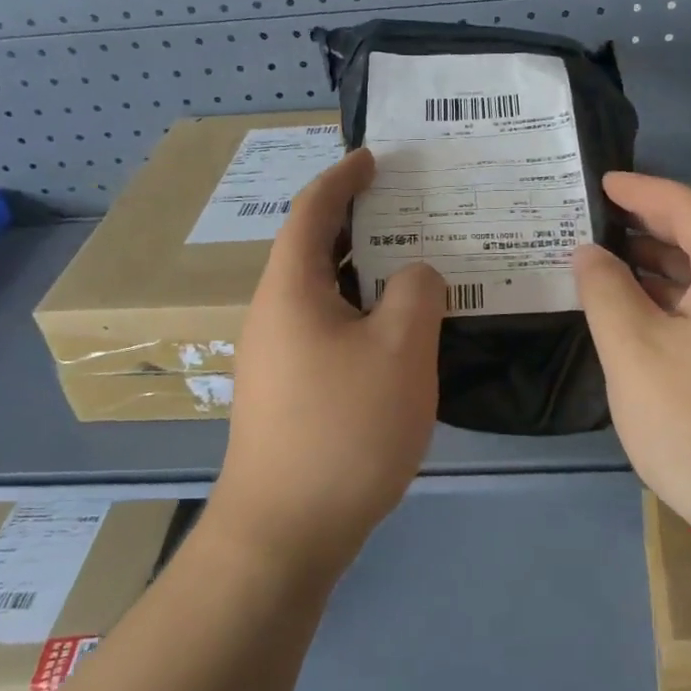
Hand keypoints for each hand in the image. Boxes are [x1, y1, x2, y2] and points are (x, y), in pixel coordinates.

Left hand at [214, 148, 444, 577]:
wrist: (284, 532)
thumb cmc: (343, 429)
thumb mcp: (400, 349)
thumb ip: (417, 292)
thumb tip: (415, 275)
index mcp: (290, 288)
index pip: (313, 210)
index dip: (344, 177)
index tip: (374, 157)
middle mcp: (274, 313)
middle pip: (316, 248)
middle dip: (362, 222)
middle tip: (413, 209)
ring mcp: (277, 356)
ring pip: (326, 293)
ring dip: (367, 272)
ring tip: (416, 264)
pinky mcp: (289, 392)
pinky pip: (329, 329)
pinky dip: (363, 313)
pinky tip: (400, 331)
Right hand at [573, 172, 690, 564]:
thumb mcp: (634, 350)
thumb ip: (604, 291)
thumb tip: (589, 252)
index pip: (686, 207)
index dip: (639, 190)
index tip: (599, 182)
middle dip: (645, 226)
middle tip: (590, 220)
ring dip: (656, 267)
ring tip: (603, 262)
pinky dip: (673, 301)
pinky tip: (637, 317)